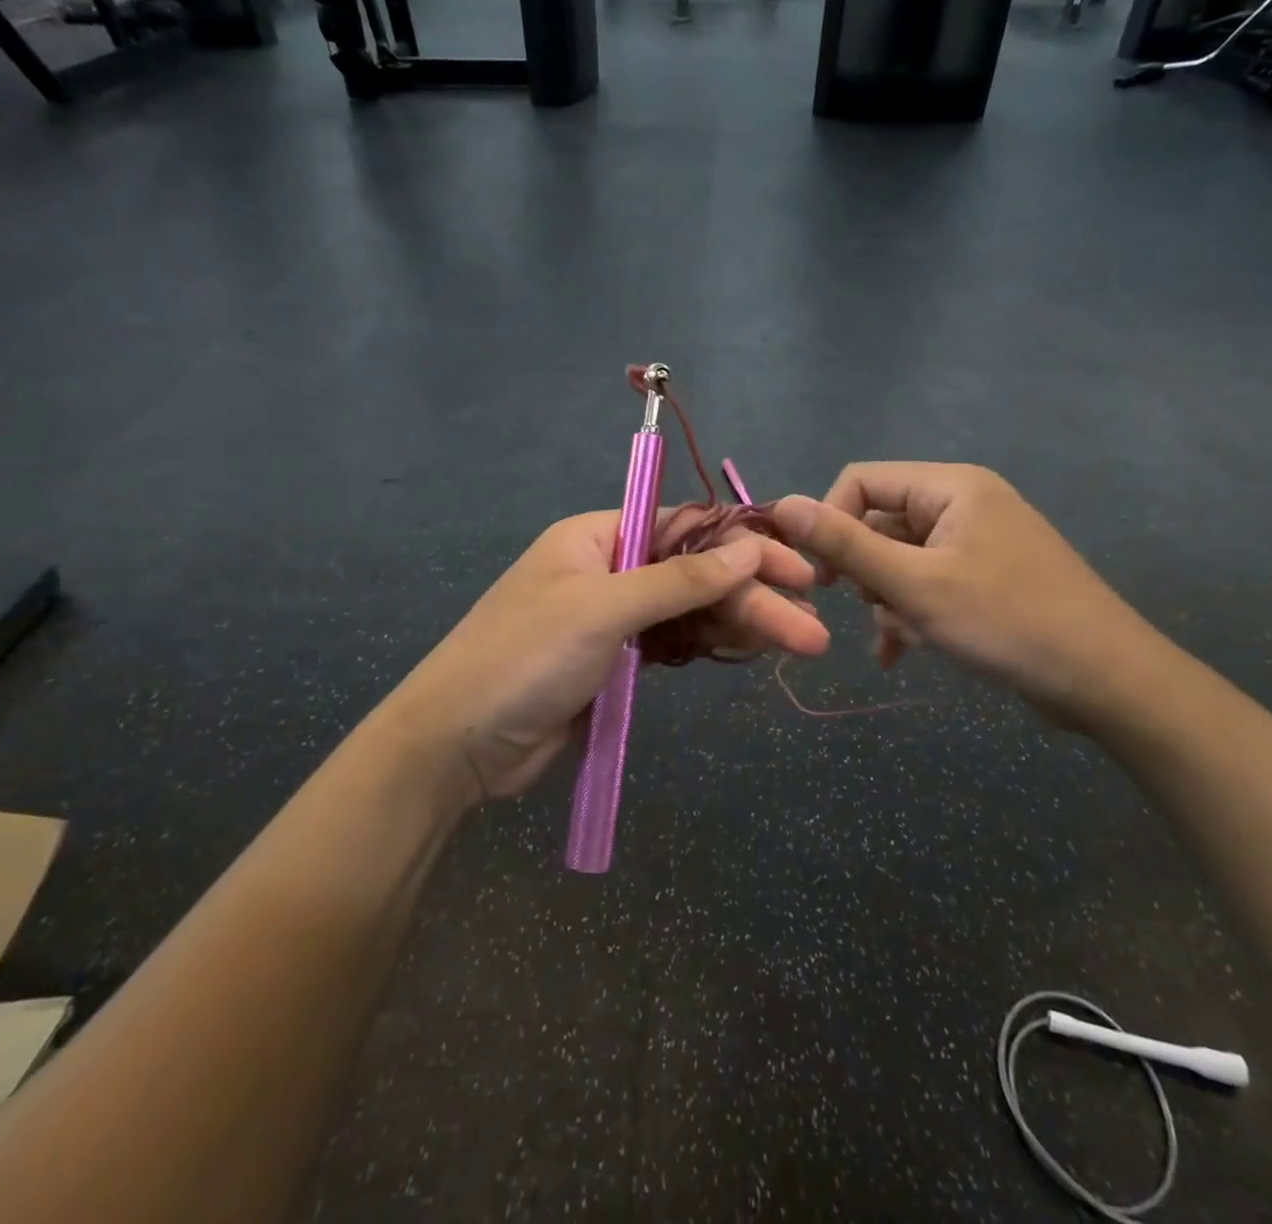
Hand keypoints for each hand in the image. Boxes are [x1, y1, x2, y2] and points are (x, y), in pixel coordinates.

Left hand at [379, 511, 829, 804]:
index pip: (684, 527)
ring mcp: (613, 620)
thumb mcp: (602, 609)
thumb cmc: (524, 658)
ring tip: (802, 643)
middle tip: (814, 625)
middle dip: (753, 597)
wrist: (457, 745)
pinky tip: (752, 651)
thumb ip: (677, 580)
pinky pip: (674, 645)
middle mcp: (609, 569)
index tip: (796, 567)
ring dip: (742, 625)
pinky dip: (711, 646)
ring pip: (691, 613)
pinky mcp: (616, 664)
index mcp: (596, 536)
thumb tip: (748, 549)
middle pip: (695, 574)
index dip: (743, 545)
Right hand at [772, 463, 1163, 731]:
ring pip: (900, 559)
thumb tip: (783, 504)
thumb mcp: (914, 584)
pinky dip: (909, 612)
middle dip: (865, 571)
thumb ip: (844, 544)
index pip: (861, 481)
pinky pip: (927, 583)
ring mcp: (977, 542)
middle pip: (880, 522)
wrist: (1108, 682)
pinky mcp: (986, 578)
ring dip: (887, 599)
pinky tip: (898, 653)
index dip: (830, 521)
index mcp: (950, 487)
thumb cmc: (1006, 622)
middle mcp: (963, 504)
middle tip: (871, 608)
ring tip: (899, 637)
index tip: (822, 575)